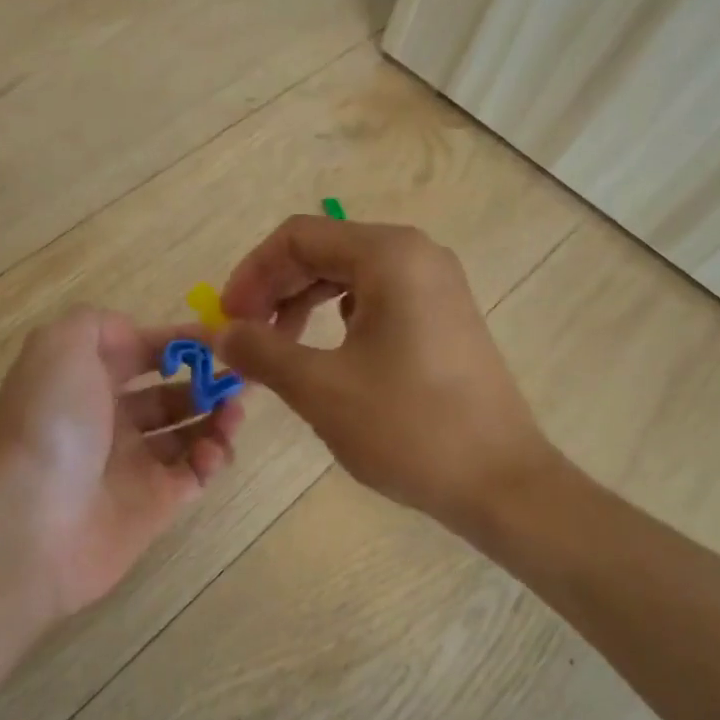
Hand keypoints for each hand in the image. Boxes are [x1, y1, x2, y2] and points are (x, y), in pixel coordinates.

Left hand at [0, 307, 244, 617]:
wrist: (32, 521)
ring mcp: (131, 465)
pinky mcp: (154, 506)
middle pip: (168, 394)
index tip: (219, 338)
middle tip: (240, 379)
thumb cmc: (52, 423)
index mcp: (84, 382)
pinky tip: (215, 450)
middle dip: (205, 381)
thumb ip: (99, 324)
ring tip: (234, 412)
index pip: (139, 353)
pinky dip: (212, 459)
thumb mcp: (61, 345)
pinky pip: (193, 474)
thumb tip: (136, 336)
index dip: (177, 342)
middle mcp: (108, 421)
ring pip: (187, 433)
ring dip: (216, 417)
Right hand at [218, 216, 557, 536]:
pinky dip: (336, 318)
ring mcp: (435, 285)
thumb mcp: (320, 389)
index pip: (298, 237)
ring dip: (301, 304)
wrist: (501, 482)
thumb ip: (261, 351)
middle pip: (323, 251)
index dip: (252, 273)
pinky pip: (374, 298)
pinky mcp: (442, 316)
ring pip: (347, 275)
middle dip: (274, 289)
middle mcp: (416, 255)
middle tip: (244, 335)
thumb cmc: (408, 428)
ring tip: (277, 348)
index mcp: (389, 255)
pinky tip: (324, 353)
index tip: (227, 319)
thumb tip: (219, 333)